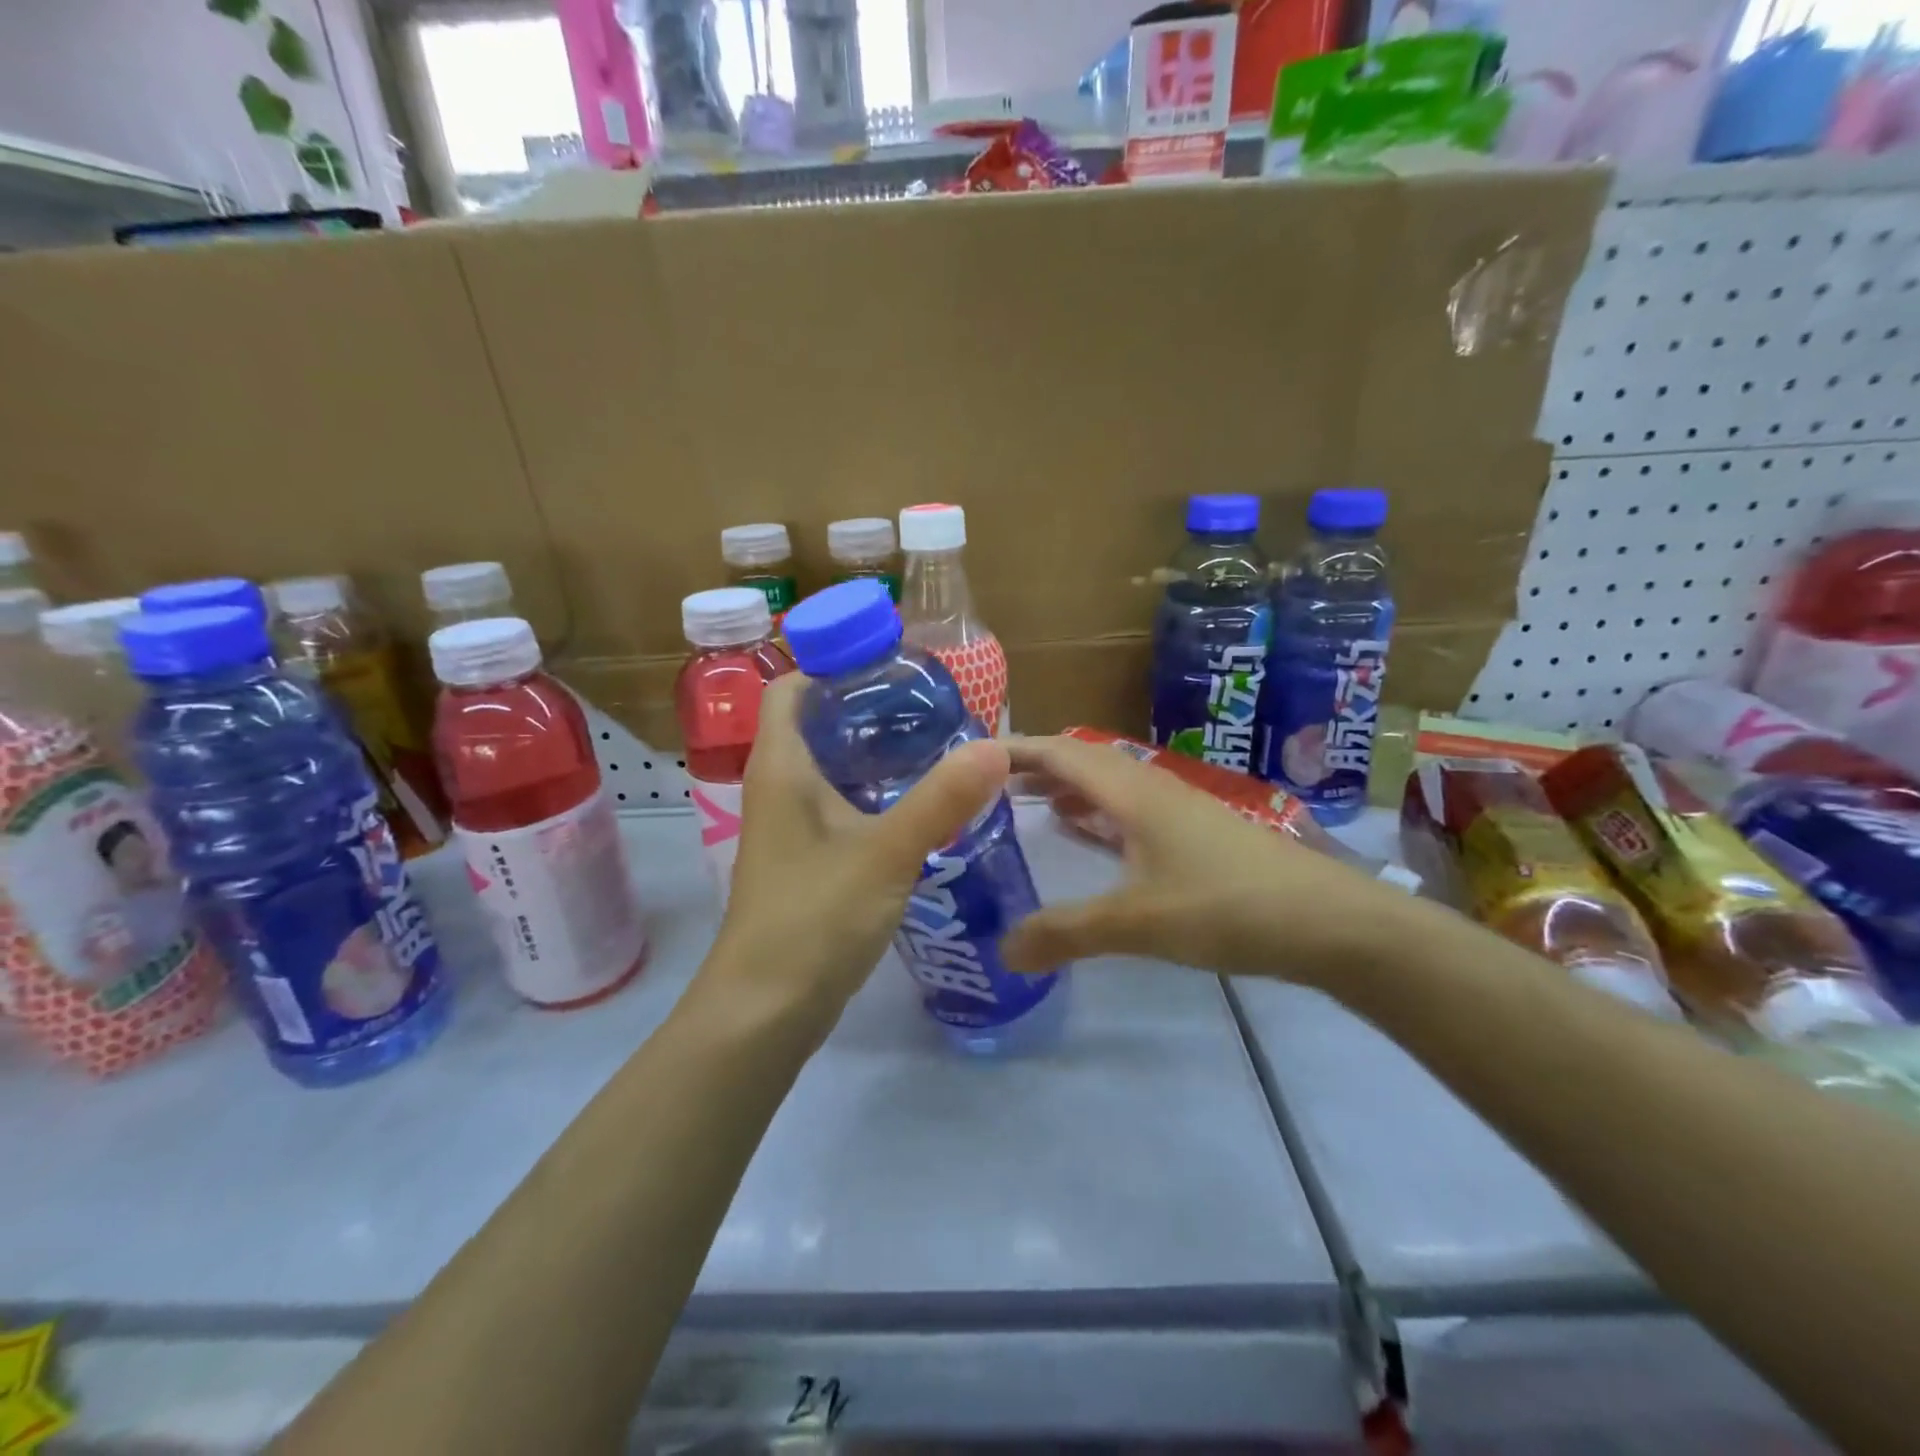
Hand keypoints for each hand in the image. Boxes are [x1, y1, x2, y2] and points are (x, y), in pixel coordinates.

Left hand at [704, 674, 1010, 1032]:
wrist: (766, 1009)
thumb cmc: (812, 918)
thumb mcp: (884, 853)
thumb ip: (941, 801)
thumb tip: (996, 748)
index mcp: (781, 766)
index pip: (791, 687)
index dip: (832, 664)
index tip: (891, 664)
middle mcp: (778, 786)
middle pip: (816, 723)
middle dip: (868, 707)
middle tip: (931, 703)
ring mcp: (790, 826)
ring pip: (831, 767)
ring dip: (875, 752)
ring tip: (936, 742)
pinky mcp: (807, 859)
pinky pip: (840, 805)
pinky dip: (875, 792)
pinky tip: (920, 802)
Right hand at [1000, 734, 1410, 986]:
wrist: (1331, 923)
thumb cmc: (1227, 907)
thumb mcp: (1138, 923)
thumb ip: (1067, 934)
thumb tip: (1003, 950)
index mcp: (1132, 793)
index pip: (1060, 753)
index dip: (1014, 749)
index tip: (970, 756)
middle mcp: (1152, 789)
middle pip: (1082, 761)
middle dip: (1034, 767)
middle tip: (988, 786)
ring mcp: (1179, 810)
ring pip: (1109, 785)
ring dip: (1068, 788)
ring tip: (1029, 806)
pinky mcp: (1197, 835)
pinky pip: (1130, 810)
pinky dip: (1098, 814)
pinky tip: (1092, 838)